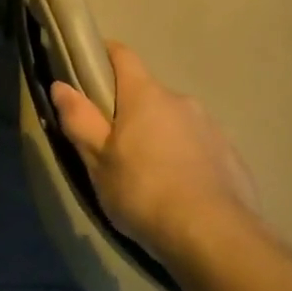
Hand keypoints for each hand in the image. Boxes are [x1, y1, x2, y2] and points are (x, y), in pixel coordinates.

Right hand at [51, 42, 257, 263]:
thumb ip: (79, 120)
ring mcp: (209, 126)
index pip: (123, 55)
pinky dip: (186, 159)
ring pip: (175, 121)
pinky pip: (199, 146)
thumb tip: (61, 85)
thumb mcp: (98, 161)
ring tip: (150, 177)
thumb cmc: (144, 192)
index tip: (90, 67)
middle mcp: (180, 100)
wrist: (213, 234)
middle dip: (131, 111)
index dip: (105, 55)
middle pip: (148, 94)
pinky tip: (181, 191)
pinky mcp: (230, 154)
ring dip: (160, 136)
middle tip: (114, 146)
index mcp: (145, 95)